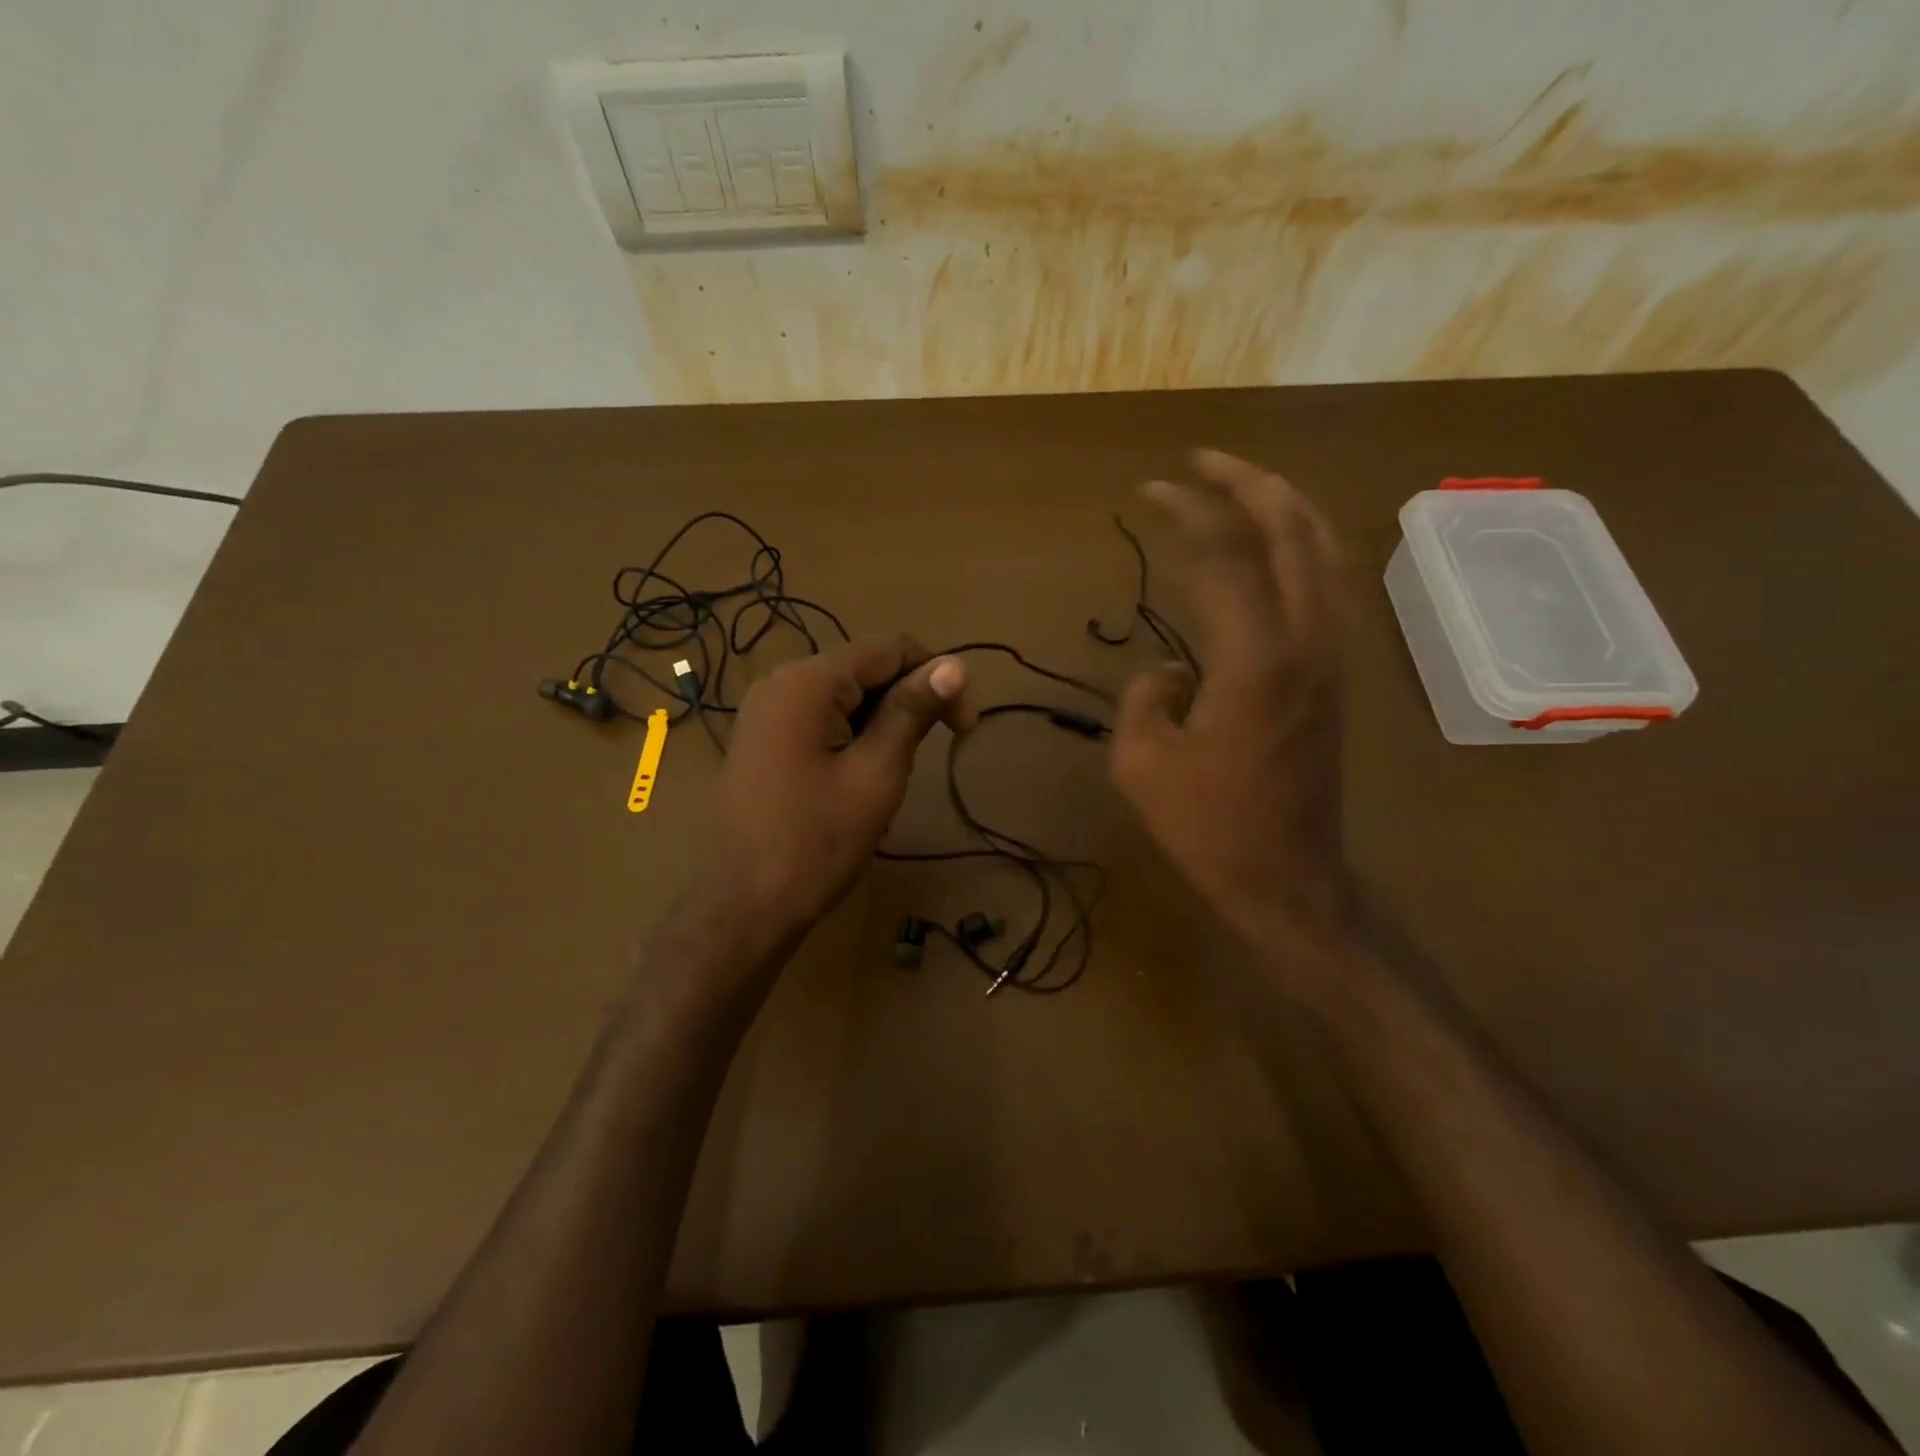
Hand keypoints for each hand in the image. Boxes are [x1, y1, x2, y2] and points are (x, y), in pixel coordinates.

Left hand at [713, 637, 975, 938]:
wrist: (748, 905)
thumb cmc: (818, 842)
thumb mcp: (877, 772)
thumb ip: (912, 712)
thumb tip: (955, 665)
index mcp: (807, 682)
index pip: (890, 649)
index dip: (937, 676)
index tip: (966, 726)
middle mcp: (780, 682)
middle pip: (865, 668)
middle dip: (910, 699)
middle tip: (939, 749)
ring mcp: (766, 711)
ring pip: (845, 695)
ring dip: (884, 720)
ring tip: (897, 771)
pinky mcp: (763, 738)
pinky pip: (821, 717)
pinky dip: (854, 734)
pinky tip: (863, 773)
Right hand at [1109, 450, 1355, 966]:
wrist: (1288, 879)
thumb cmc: (1209, 828)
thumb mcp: (1141, 763)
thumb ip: (1145, 696)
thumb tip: (1170, 668)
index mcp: (1254, 660)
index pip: (1225, 554)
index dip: (1187, 511)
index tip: (1150, 491)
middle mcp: (1305, 643)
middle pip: (1292, 531)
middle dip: (1248, 482)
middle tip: (1203, 460)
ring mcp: (1331, 658)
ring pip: (1325, 553)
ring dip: (1285, 507)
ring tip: (1244, 485)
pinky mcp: (1335, 678)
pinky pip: (1327, 588)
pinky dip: (1303, 548)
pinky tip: (1277, 548)